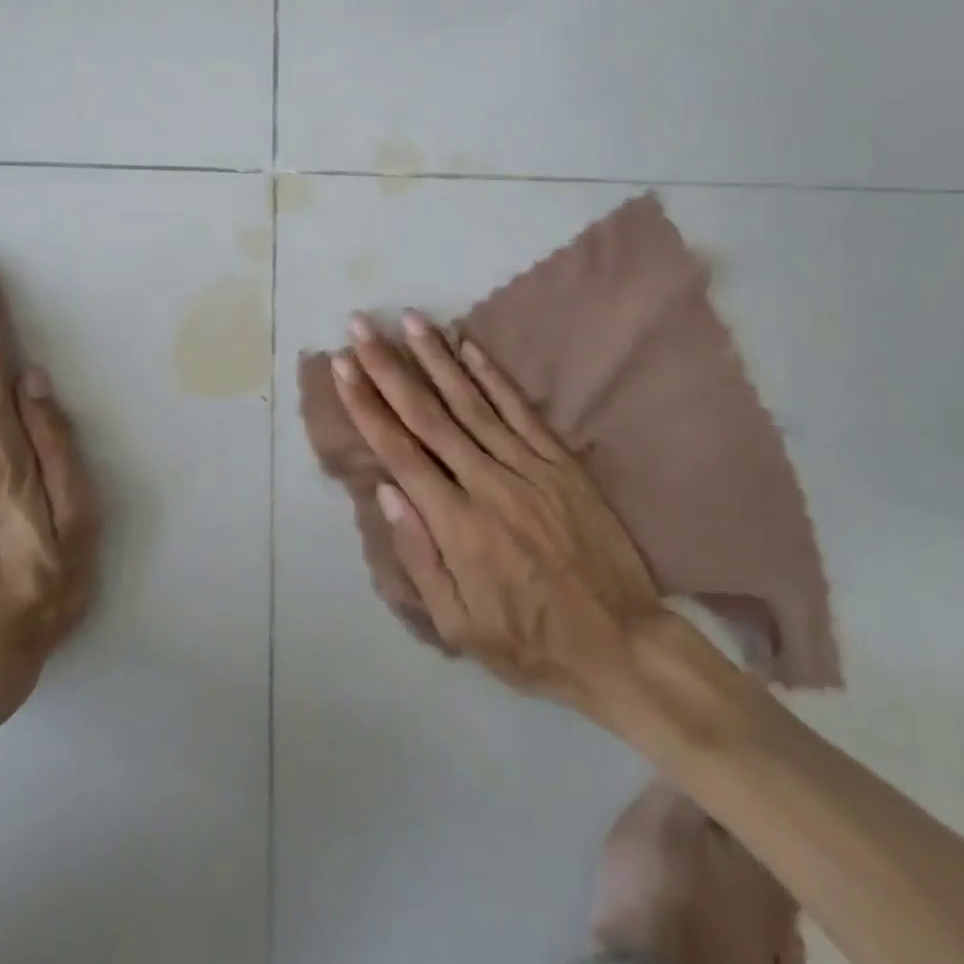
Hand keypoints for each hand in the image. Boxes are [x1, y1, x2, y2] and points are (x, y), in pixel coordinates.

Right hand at [330, 311, 662, 717]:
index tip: (343, 367)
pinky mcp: (561, 463)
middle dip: (389, 367)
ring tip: (410, 319)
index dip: (367, 405)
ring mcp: (529, 468)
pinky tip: (470, 345)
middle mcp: (488, 483)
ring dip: (436, 357)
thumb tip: (385, 490)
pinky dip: (493, 375)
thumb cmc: (529, 642)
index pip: (399, 452)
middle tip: (361, 327)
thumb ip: (419, 556)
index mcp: (457, 525)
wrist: (621, 644)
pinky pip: (521, 410)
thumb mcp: (460, 626)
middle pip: (428, 415)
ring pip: (472, 402)